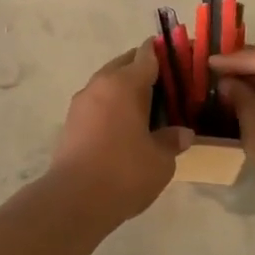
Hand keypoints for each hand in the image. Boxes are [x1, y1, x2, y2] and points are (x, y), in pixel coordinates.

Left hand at [49, 44, 193, 221]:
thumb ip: (172, 141)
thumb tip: (182, 133)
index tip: (181, 59)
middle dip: (145, 70)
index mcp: (124, 84)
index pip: (148, 55)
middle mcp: (100, 84)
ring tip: (149, 108)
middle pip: (125, 64)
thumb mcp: (161, 160)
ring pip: (108, 84)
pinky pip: (98, 103)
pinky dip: (113, 106)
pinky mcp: (71, 122)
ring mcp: (81, 103)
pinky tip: (127, 127)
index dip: (166, 53)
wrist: (74, 200)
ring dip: (126, 89)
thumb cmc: (124, 172)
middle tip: (169, 87)